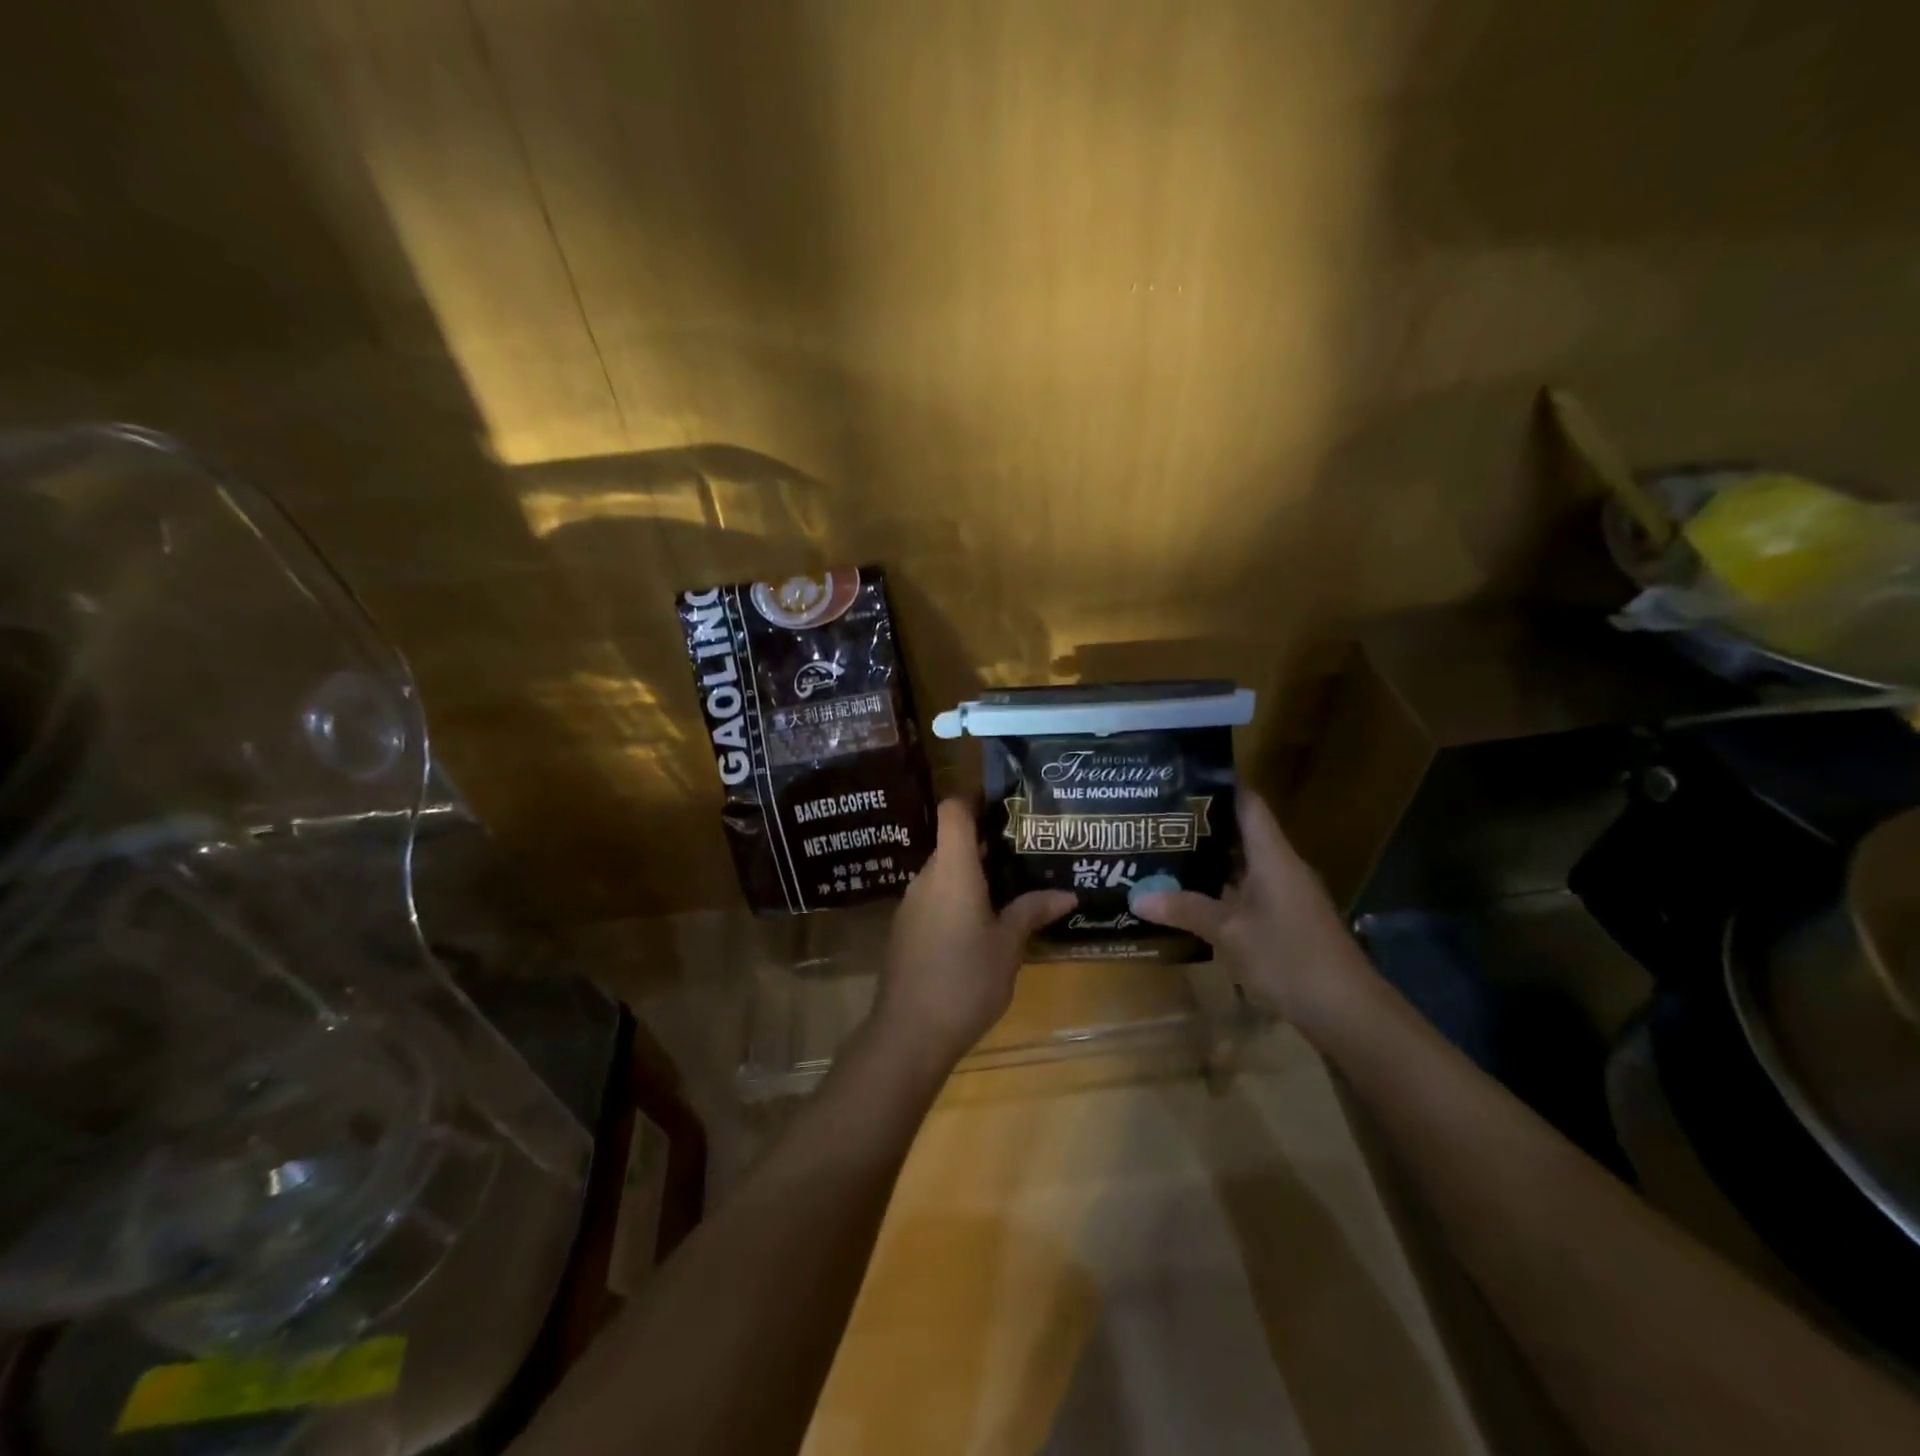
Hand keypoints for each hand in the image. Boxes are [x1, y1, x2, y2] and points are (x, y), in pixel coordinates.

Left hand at [874, 800, 1075, 1068]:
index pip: (954, 811)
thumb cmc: (966, 979)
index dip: (975, 800)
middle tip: (1026, 854)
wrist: (909, 1032)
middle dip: (987, 845)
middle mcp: (927, 877)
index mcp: (952, 869)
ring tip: (1011, 890)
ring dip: (973, 876)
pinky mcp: (905, 929)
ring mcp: (911, 904)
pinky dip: (957, 900)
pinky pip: (935, 899)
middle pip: (952, 843)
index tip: (1005, 808)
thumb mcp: (1008, 946)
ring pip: (944, 874)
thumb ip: (1032, 911)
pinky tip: (981, 926)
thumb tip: (1067, 894)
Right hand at [1132, 790, 1371, 1034]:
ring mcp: (1286, 895)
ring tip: (1164, 855)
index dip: (1218, 787)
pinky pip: (1248, 892)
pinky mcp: (1286, 921)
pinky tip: (1190, 899)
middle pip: (1241, 833)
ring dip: (1208, 862)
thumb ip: (1186, 909)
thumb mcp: (1231, 932)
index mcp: (1273, 856)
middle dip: (1201, 827)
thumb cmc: (1290, 957)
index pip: (1247, 803)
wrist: (1348, 1012)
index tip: (1180, 781)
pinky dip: (1220, 890)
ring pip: (1243, 866)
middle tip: (1156, 823)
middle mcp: (1282, 867)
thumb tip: (1138, 897)